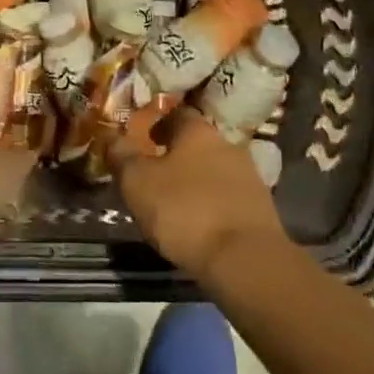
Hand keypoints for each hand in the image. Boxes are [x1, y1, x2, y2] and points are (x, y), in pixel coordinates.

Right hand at [112, 107, 288, 279]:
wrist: (244, 259)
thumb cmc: (184, 210)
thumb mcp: (137, 182)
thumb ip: (122, 155)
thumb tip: (111, 136)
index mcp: (197, 131)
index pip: (177, 113)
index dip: (159, 124)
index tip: (146, 139)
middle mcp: (227, 145)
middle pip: (199, 142)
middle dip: (180, 155)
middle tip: (158, 173)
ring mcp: (250, 176)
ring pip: (216, 170)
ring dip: (198, 180)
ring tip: (178, 203)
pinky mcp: (262, 208)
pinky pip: (230, 197)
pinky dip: (215, 204)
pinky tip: (202, 223)